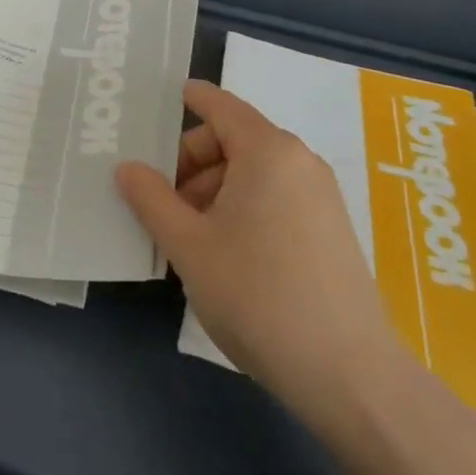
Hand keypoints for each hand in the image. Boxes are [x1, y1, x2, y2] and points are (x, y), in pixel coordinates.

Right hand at [117, 80, 401, 405]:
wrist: (348, 375)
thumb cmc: (257, 295)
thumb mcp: (189, 245)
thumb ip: (151, 199)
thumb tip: (128, 168)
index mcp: (267, 150)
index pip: (219, 105)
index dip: (188, 99)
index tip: (161, 103)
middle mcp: (299, 161)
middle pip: (233, 140)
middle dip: (192, 165)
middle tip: (162, 206)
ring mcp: (320, 196)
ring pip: (252, 173)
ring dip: (213, 192)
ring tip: (190, 240)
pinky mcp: (331, 229)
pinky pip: (275, 197)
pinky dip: (242, 208)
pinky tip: (225, 255)